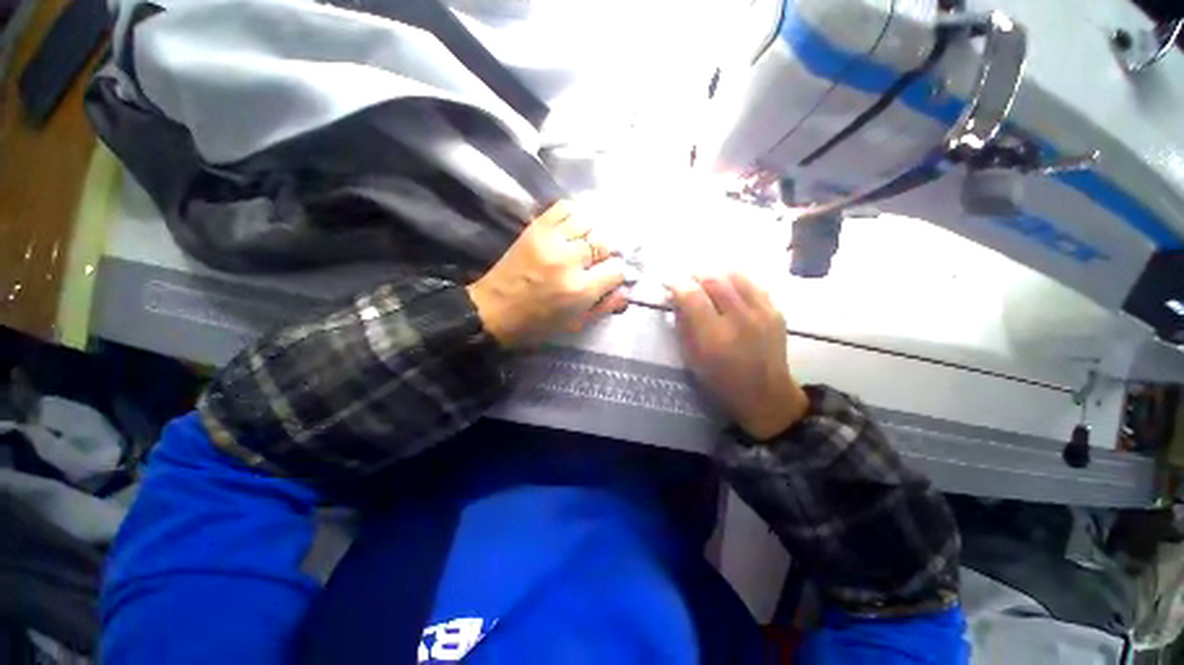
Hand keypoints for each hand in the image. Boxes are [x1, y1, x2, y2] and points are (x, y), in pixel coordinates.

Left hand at [467, 202, 627, 346]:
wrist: (494, 310)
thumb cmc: (538, 324)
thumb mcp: (576, 324)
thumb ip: (604, 307)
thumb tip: (625, 289)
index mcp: (579, 289)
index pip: (616, 269)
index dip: (616, 273)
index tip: (609, 276)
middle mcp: (569, 260)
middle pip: (605, 241)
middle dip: (608, 251)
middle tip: (600, 260)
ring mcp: (551, 240)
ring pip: (588, 220)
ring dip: (594, 232)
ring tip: (588, 242)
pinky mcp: (535, 228)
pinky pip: (564, 207)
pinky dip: (575, 214)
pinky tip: (574, 227)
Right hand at [669, 272, 808, 439]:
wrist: (766, 395)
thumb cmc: (720, 381)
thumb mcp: (692, 359)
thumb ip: (682, 325)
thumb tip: (674, 298)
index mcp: (714, 337)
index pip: (691, 296)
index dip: (676, 285)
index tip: (669, 285)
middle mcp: (739, 320)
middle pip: (713, 280)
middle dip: (694, 275)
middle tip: (685, 279)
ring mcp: (761, 313)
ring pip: (734, 275)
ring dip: (714, 273)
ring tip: (705, 279)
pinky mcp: (775, 311)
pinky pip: (752, 283)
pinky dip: (734, 279)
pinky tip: (727, 286)